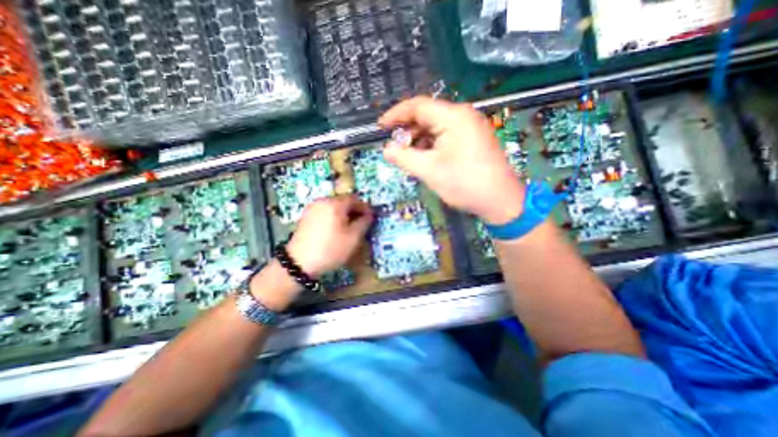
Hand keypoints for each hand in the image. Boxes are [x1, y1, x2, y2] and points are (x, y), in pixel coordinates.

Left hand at [285, 197, 373, 277]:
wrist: (299, 263)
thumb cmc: (331, 249)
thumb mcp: (353, 238)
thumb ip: (364, 223)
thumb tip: (368, 215)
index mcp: (335, 203)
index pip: (354, 199)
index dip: (365, 208)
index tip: (371, 218)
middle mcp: (322, 201)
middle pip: (343, 201)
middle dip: (354, 211)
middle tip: (361, 223)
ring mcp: (312, 208)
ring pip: (333, 207)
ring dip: (344, 214)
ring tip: (349, 228)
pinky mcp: (306, 217)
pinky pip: (324, 212)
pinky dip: (333, 217)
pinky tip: (335, 229)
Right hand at [379, 96, 525, 225]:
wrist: (500, 201)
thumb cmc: (465, 184)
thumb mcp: (429, 171)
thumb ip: (404, 157)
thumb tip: (386, 150)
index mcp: (453, 117)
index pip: (418, 106)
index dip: (396, 114)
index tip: (380, 127)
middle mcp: (463, 116)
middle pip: (427, 115)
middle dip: (408, 131)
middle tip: (395, 148)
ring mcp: (470, 127)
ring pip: (436, 127)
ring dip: (419, 139)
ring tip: (409, 156)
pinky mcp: (473, 139)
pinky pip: (446, 135)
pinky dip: (432, 144)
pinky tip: (426, 158)